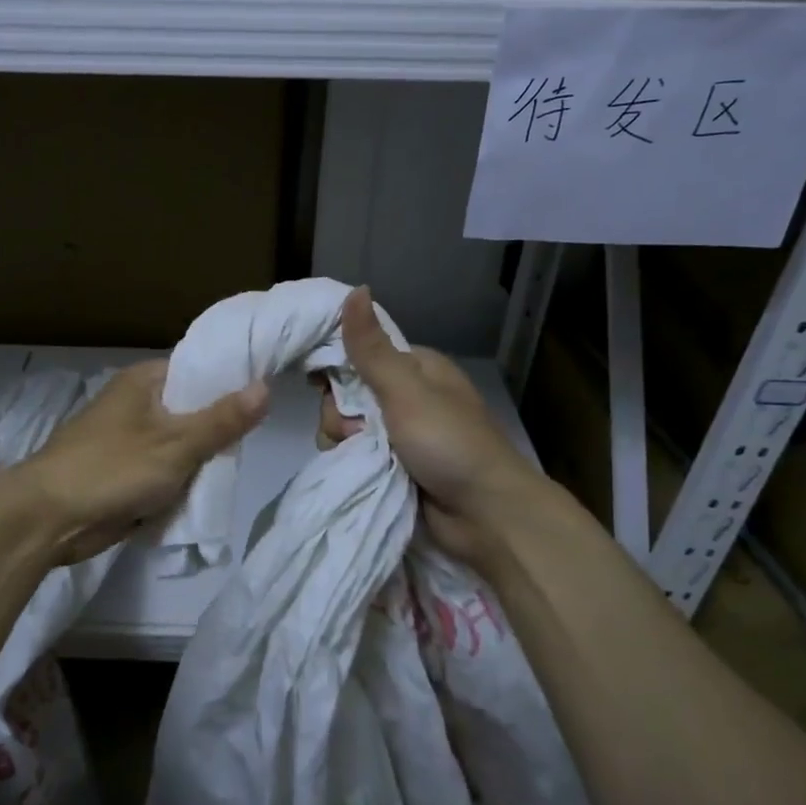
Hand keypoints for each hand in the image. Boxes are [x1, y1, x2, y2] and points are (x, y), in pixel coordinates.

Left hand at [10, 360, 269, 566]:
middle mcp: (136, 403)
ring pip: (180, 445)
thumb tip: (265, 386)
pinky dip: (178, 483)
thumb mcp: (177, 444)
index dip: (231, 382)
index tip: (265, 398)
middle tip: (247, 446)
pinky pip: (163, 471)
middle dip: (216, 432)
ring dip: (198, 462)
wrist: (47, 519)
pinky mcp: (123, 472)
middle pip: (192, 410)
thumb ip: (222, 420)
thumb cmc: (112, 469)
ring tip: (229, 471)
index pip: (199, 370)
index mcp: (145, 381)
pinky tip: (201, 493)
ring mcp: (128, 440)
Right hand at [318, 286, 549, 566]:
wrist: (486, 516)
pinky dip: (354, 463)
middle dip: (340, 415)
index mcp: (416, 369)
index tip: (318, 385)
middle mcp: (407, 397)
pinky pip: (357, 456)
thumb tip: (356, 288)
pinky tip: (358, 472)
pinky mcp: (396, 468)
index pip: (359, 355)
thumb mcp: (406, 390)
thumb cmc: (449, 443)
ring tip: (361, 458)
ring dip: (345, 442)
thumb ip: (372, 348)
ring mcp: (401, 436)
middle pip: (348, 395)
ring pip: (347, 428)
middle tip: (354, 432)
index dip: (336, 368)